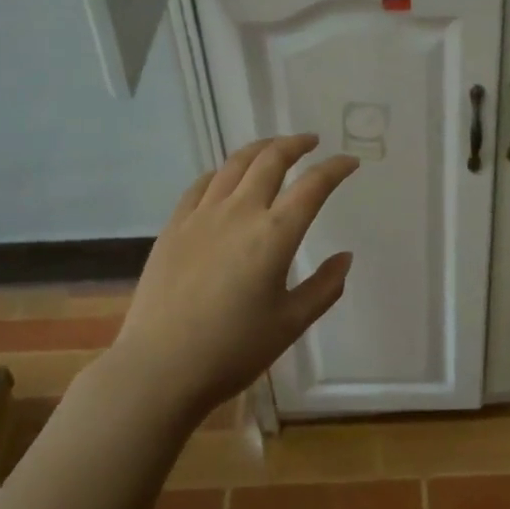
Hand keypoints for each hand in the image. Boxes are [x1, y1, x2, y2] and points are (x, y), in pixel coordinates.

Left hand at [106, 135, 358, 426]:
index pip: (313, 186)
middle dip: (295, 144)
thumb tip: (345, 257)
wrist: (160, 367)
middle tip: (311, 141)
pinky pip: (201, 185)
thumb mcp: (291, 324)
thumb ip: (324, 287)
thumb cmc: (233, 350)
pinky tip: (225, 177)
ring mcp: (201, 216)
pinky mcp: (174, 227)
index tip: (350, 162)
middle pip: (270, 160)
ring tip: (273, 147)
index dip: (335, 168)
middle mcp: (239, 213)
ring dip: (259, 149)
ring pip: (233, 164)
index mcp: (274, 235)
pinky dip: (221, 172)